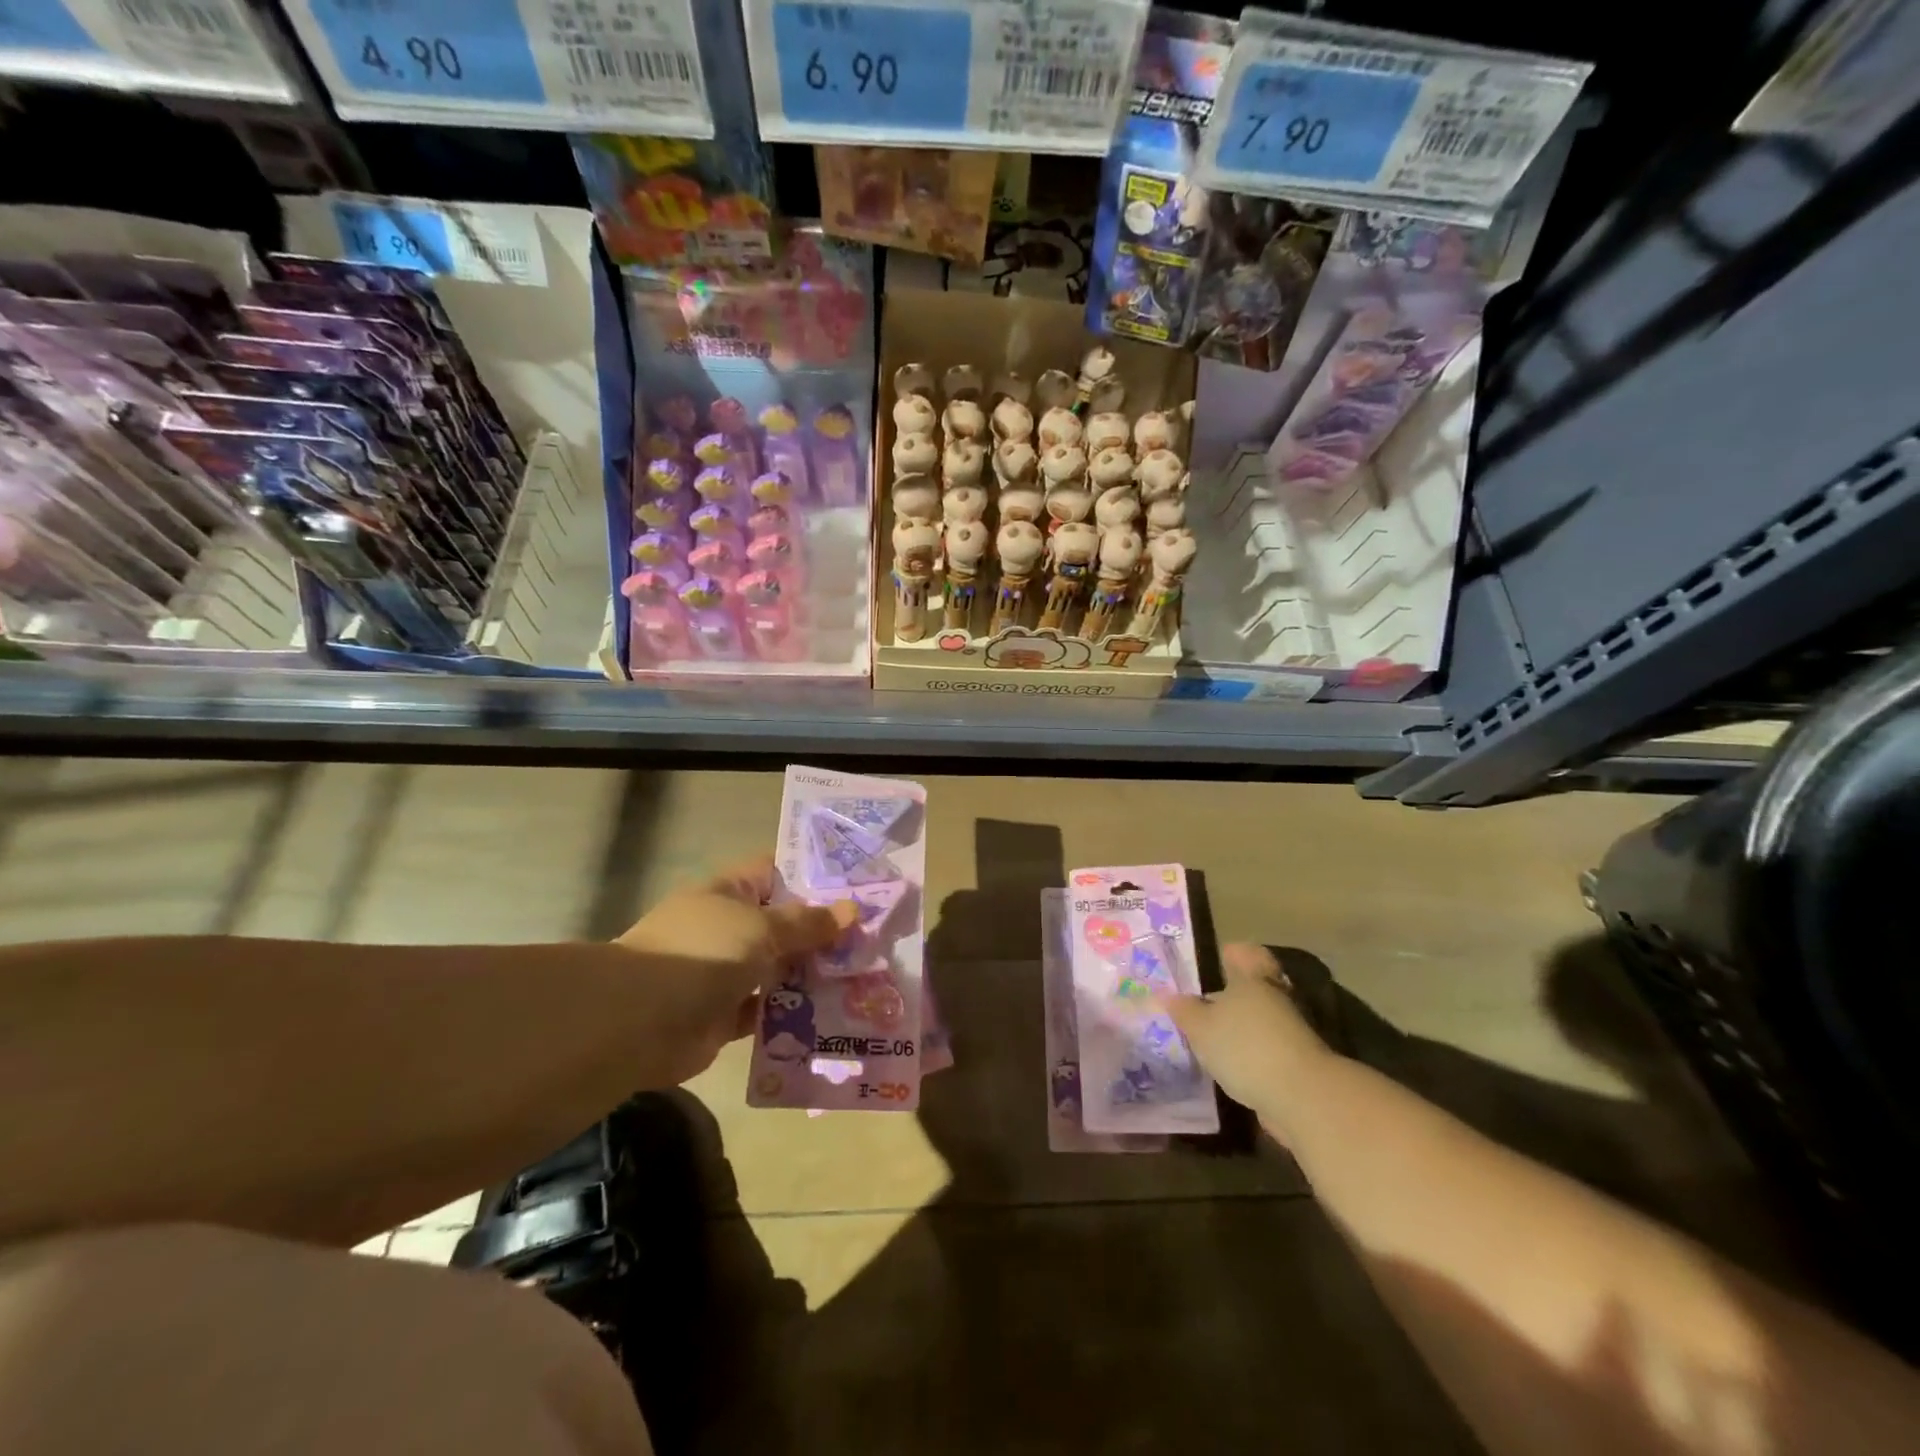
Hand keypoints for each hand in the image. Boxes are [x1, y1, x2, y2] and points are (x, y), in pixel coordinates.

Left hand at [615, 856, 853, 1086]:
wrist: (638, 1022)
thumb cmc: (703, 953)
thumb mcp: (761, 927)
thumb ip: (806, 923)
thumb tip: (851, 909)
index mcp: (730, 893)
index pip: (776, 871)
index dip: (813, 874)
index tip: (857, 882)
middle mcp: (729, 928)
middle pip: (784, 923)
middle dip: (824, 930)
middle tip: (876, 934)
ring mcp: (726, 972)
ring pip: (780, 968)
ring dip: (814, 973)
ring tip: (866, 974)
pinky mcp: (726, 1016)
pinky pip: (770, 1010)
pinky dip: (795, 1012)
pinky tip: (835, 1012)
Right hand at [1162, 944, 1332, 1141]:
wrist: (1303, 1098)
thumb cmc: (1245, 1047)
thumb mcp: (1201, 1027)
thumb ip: (1184, 1011)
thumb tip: (1168, 996)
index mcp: (1252, 979)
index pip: (1245, 954)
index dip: (1231, 954)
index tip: (1216, 961)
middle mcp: (1275, 998)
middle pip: (1253, 988)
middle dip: (1231, 996)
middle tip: (1203, 1005)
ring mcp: (1290, 1032)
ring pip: (1260, 1020)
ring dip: (1240, 1029)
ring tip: (1210, 1041)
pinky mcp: (1297, 1064)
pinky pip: (1267, 1049)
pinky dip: (1250, 1055)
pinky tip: (1229, 1067)